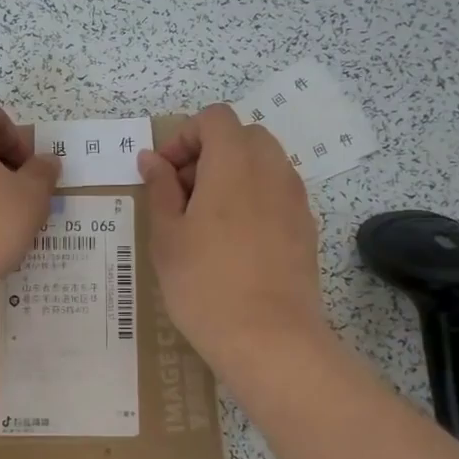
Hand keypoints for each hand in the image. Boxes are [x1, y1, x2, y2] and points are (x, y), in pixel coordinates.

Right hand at [138, 104, 329, 377]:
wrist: (269, 339)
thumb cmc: (204, 284)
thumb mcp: (167, 235)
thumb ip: (160, 188)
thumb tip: (152, 159)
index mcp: (234, 163)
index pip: (215, 118)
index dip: (184, 136)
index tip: (164, 174)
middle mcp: (272, 170)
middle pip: (243, 136)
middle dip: (209, 152)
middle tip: (183, 194)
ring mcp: (295, 199)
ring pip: (263, 163)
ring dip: (232, 174)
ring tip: (206, 220)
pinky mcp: (307, 228)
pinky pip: (277, 193)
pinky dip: (253, 198)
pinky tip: (234, 242)